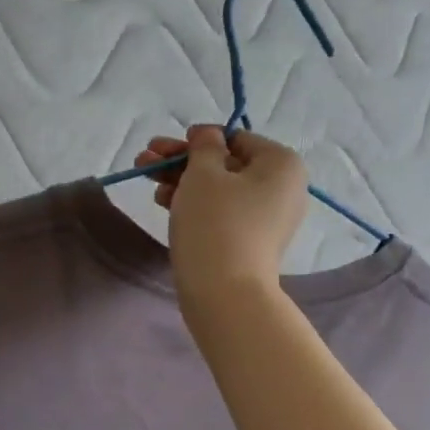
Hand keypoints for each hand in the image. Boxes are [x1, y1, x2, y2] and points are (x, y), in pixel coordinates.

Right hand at [133, 124, 307, 306]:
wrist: (224, 293)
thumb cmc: (215, 223)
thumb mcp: (203, 173)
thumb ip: (204, 146)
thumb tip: (209, 135)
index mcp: (282, 163)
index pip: (236, 138)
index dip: (198, 139)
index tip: (166, 144)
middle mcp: (283, 188)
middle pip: (225, 164)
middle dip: (182, 160)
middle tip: (145, 158)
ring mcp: (268, 219)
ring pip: (220, 189)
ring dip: (182, 180)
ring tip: (147, 179)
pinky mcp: (251, 242)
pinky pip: (223, 212)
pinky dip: (195, 204)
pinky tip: (163, 201)